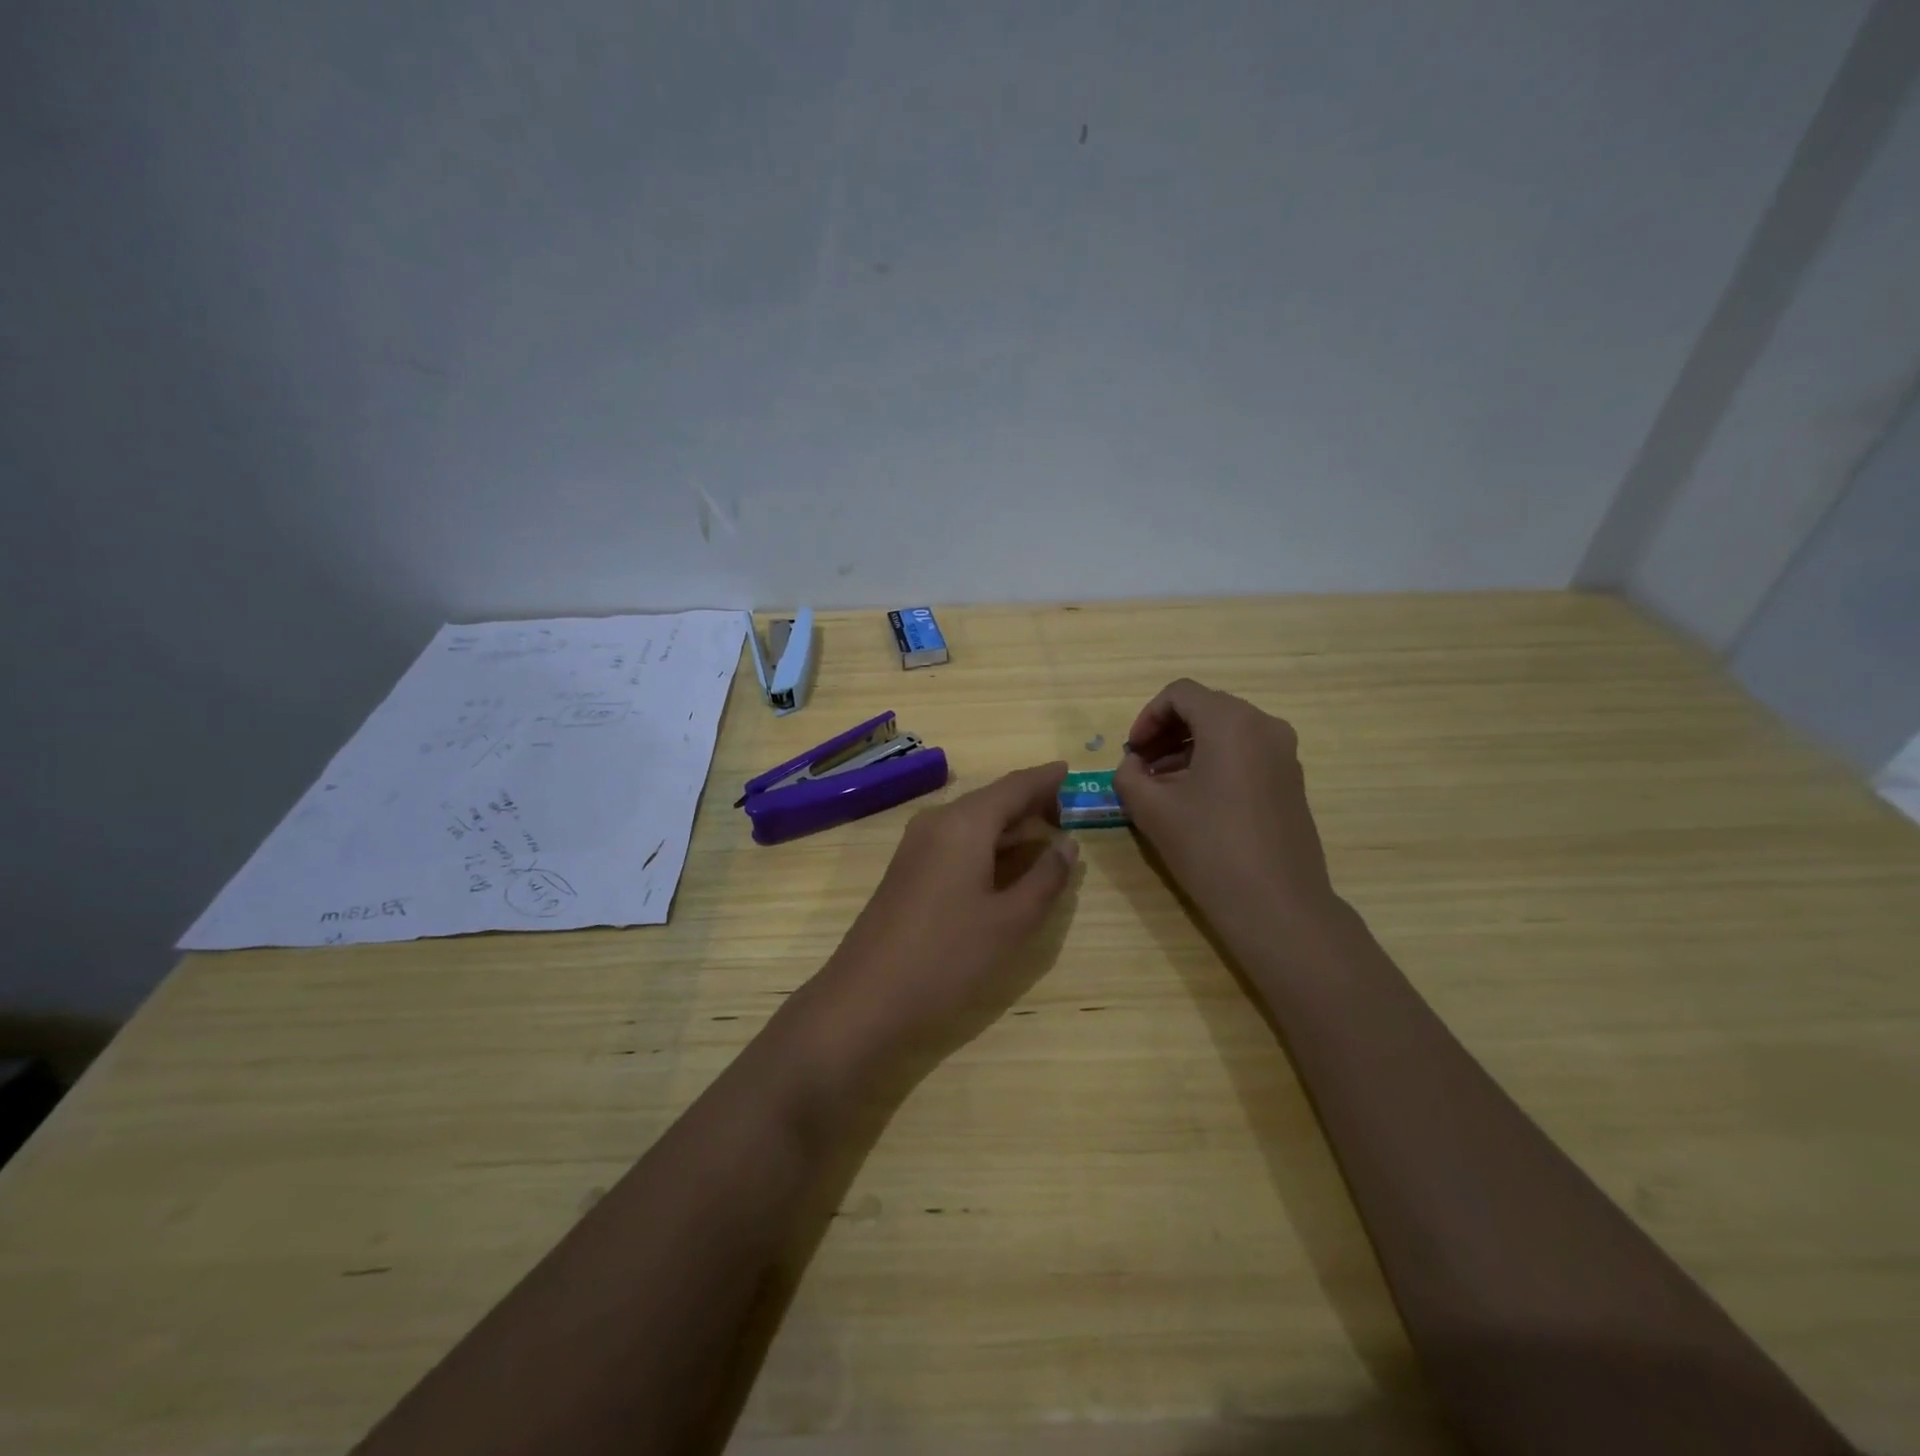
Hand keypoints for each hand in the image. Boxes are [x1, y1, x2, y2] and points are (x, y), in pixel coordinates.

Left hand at [804, 763, 1079, 1077]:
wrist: (866, 997)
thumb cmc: (947, 957)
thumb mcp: (1012, 921)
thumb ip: (1046, 877)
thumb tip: (1067, 844)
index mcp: (965, 823)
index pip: (1015, 786)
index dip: (1046, 779)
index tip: (1074, 773)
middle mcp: (938, 821)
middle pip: (993, 799)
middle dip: (1032, 803)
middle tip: (1072, 815)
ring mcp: (917, 844)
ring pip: (974, 821)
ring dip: (1010, 825)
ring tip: (1047, 837)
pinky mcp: (908, 868)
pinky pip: (957, 840)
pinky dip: (988, 843)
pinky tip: (1005, 864)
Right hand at [1113, 680, 1335, 933]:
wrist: (1277, 905)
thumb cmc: (1209, 847)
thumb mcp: (1151, 809)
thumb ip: (1128, 775)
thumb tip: (1133, 764)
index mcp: (1231, 722)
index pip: (1180, 694)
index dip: (1147, 717)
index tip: (1131, 752)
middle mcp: (1264, 726)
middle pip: (1205, 708)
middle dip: (1166, 732)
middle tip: (1141, 766)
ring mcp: (1284, 754)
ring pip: (1226, 732)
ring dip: (1188, 749)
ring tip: (1162, 787)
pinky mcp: (1291, 781)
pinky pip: (1246, 754)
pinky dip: (1214, 763)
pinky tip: (1195, 801)